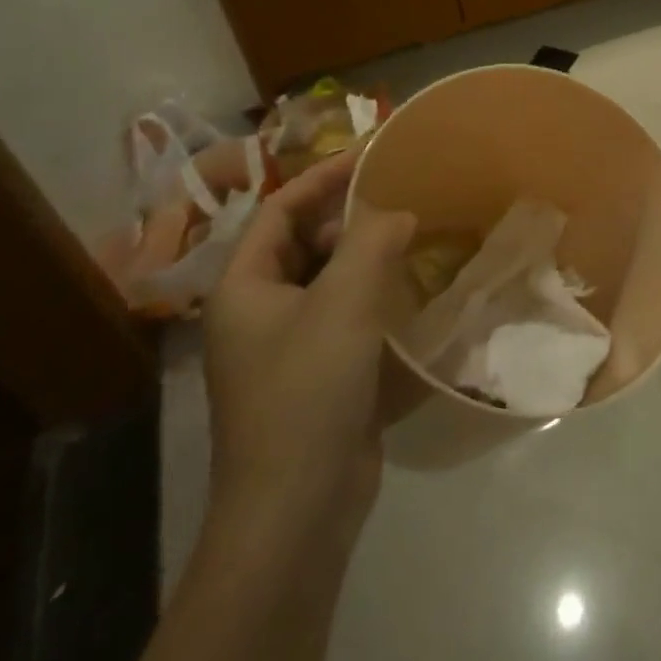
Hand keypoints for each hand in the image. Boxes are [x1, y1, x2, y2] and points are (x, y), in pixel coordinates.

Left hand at [201, 147, 416, 556]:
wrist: (297, 508)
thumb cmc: (308, 391)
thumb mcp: (344, 303)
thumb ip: (373, 242)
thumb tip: (399, 211)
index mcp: (244, 286)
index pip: (280, 208)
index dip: (324, 176)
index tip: (373, 153)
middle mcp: (258, 311)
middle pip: (303, 242)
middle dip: (350, 215)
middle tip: (403, 193)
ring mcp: (287, 346)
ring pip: (329, 279)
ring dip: (368, 255)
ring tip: (416, 231)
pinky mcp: (318, 374)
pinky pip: (346, 315)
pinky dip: (376, 294)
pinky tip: (414, 288)